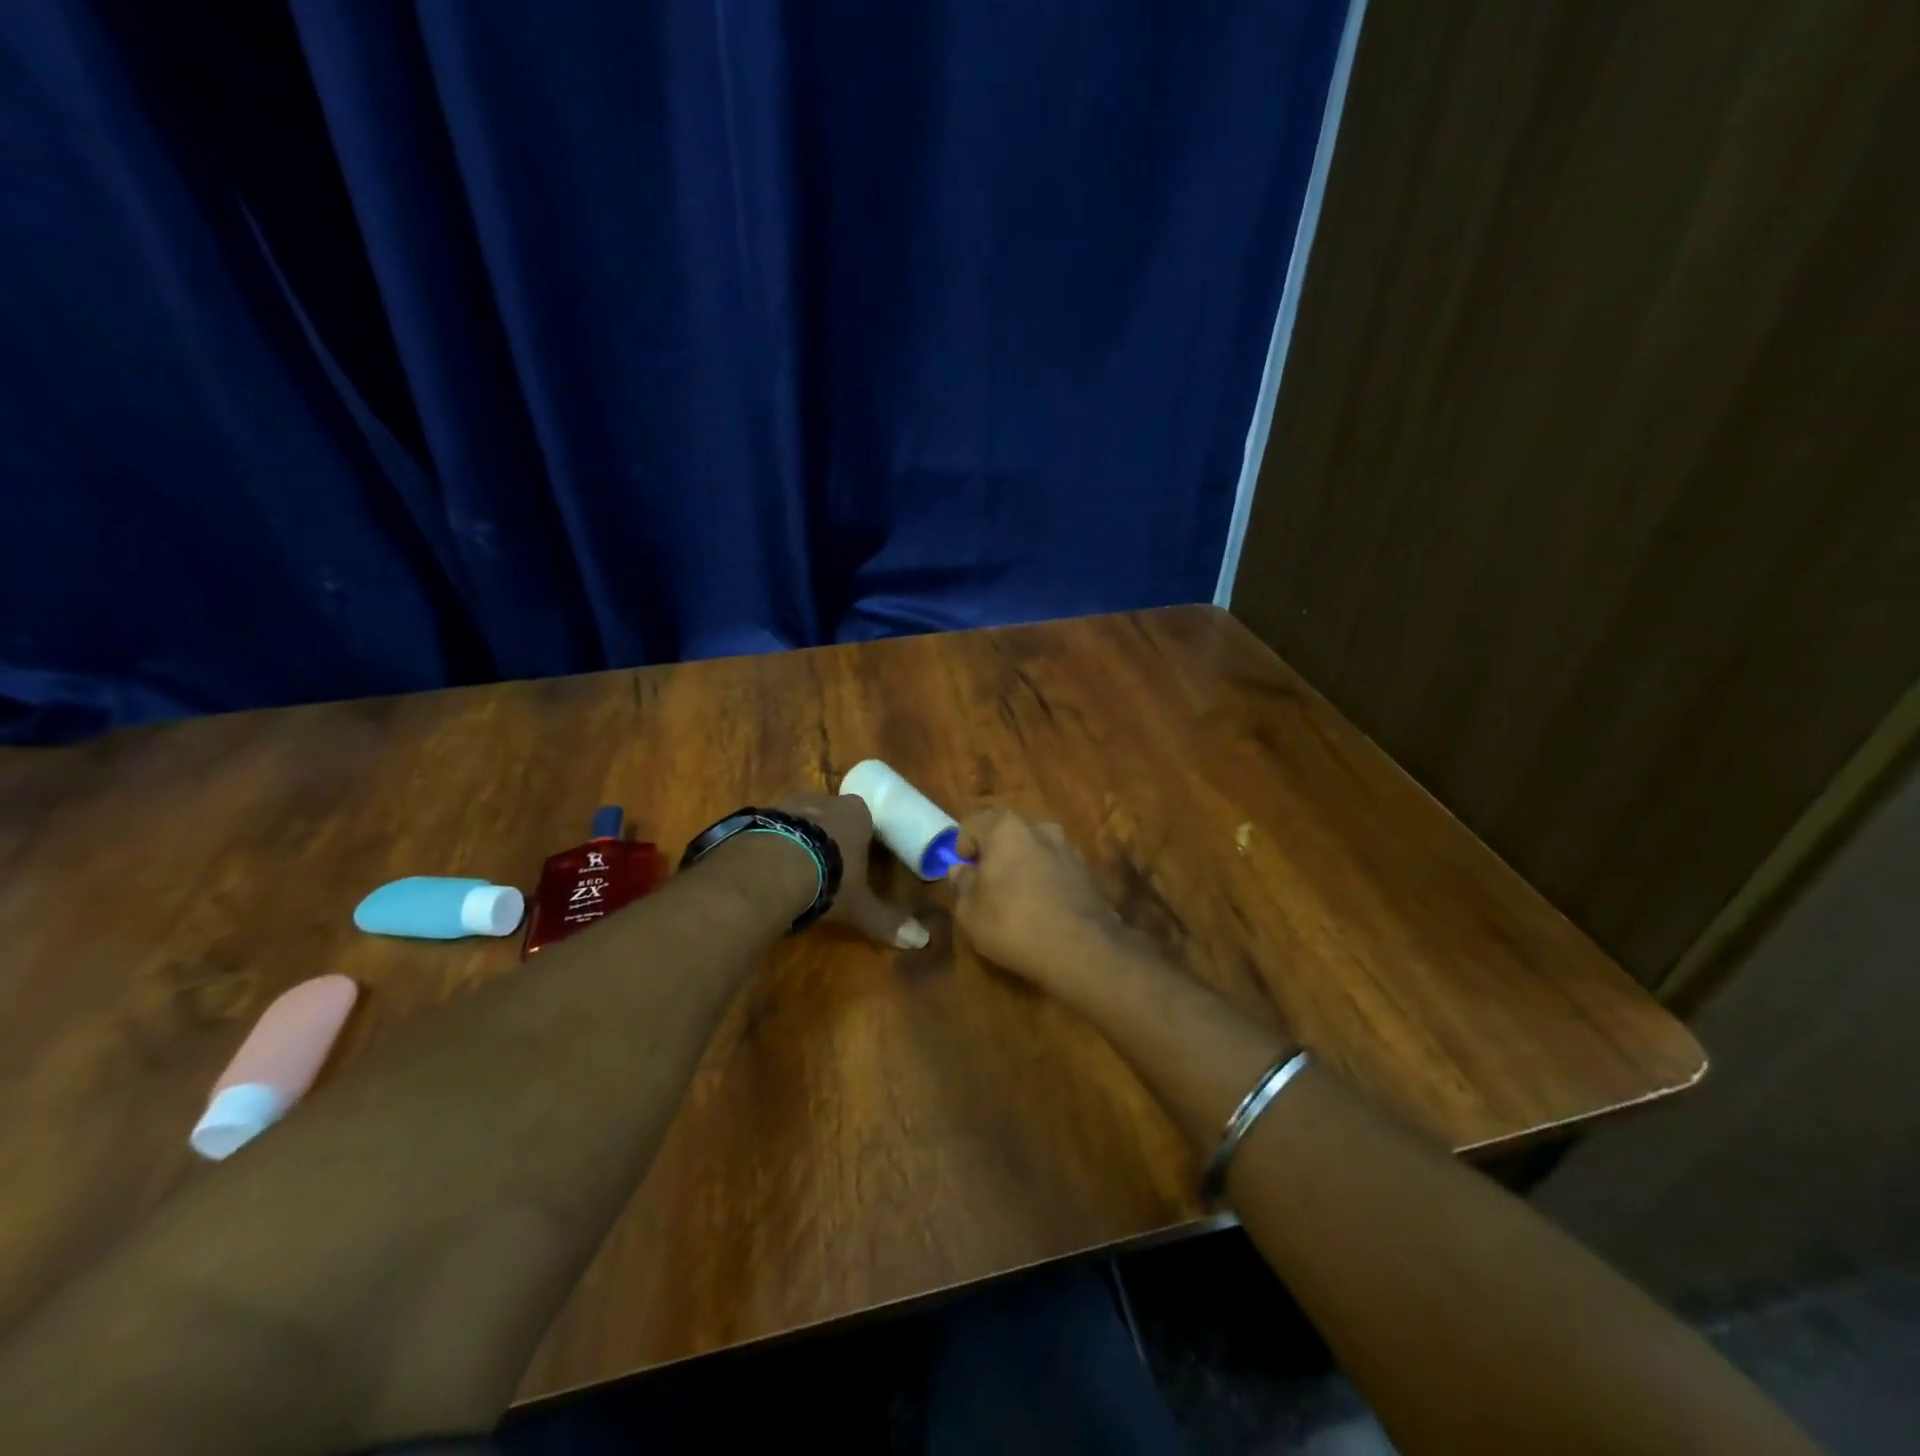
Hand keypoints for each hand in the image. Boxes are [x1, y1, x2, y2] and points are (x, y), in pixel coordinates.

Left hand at [774, 792, 928, 948]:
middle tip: (826, 864)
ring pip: (799, 818)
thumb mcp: (860, 905)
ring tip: (794, 866)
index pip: (865, 818)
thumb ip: (887, 921)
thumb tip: (922, 941)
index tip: (857, 857)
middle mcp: (825, 802)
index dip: (861, 837)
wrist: (772, 867)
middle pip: (831, 814)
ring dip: (799, 837)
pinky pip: (770, 828)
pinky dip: (772, 843)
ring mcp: (789, 805)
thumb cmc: (829, 879)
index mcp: (856, 814)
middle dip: (829, 835)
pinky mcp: (759, 815)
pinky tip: (767, 867)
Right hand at [949, 809, 1127, 988]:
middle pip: (1009, 833)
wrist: (1080, 949)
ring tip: (1019, 898)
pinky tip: (1044, 909)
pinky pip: (1057, 869)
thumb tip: (961, 870)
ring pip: (1036, 850)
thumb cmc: (1013, 923)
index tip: (963, 868)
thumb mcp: (970, 912)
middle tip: (988, 883)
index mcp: (1006, 829)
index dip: (963, 842)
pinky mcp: (1088, 873)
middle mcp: (1040, 829)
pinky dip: (1046, 881)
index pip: (975, 820)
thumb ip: (962, 885)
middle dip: (997, 853)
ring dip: (1024, 866)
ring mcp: (1069, 850)